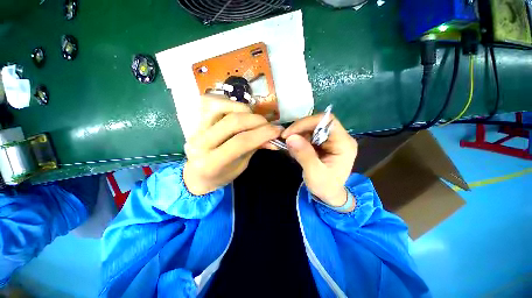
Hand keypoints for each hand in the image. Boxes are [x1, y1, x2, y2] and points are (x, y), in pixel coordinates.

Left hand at [183, 95, 282, 194]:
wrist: (196, 175)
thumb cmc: (220, 175)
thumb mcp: (241, 166)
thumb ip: (254, 148)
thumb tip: (273, 138)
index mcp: (211, 163)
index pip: (240, 142)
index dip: (263, 133)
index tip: (278, 131)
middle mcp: (200, 143)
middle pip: (233, 122)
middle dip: (257, 121)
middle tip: (269, 126)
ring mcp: (196, 129)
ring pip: (223, 107)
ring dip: (245, 111)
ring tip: (254, 121)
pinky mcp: (196, 120)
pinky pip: (215, 103)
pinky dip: (233, 105)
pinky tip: (240, 114)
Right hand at [282, 114, 357, 209]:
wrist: (329, 195)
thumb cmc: (325, 186)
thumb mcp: (314, 173)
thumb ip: (304, 155)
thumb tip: (290, 137)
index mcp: (344, 143)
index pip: (327, 121)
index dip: (307, 122)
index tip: (290, 133)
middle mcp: (340, 137)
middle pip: (318, 123)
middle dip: (300, 129)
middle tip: (286, 139)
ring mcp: (332, 139)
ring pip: (312, 128)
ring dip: (298, 135)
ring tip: (291, 148)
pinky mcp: (324, 143)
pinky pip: (310, 134)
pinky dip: (299, 139)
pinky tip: (296, 149)